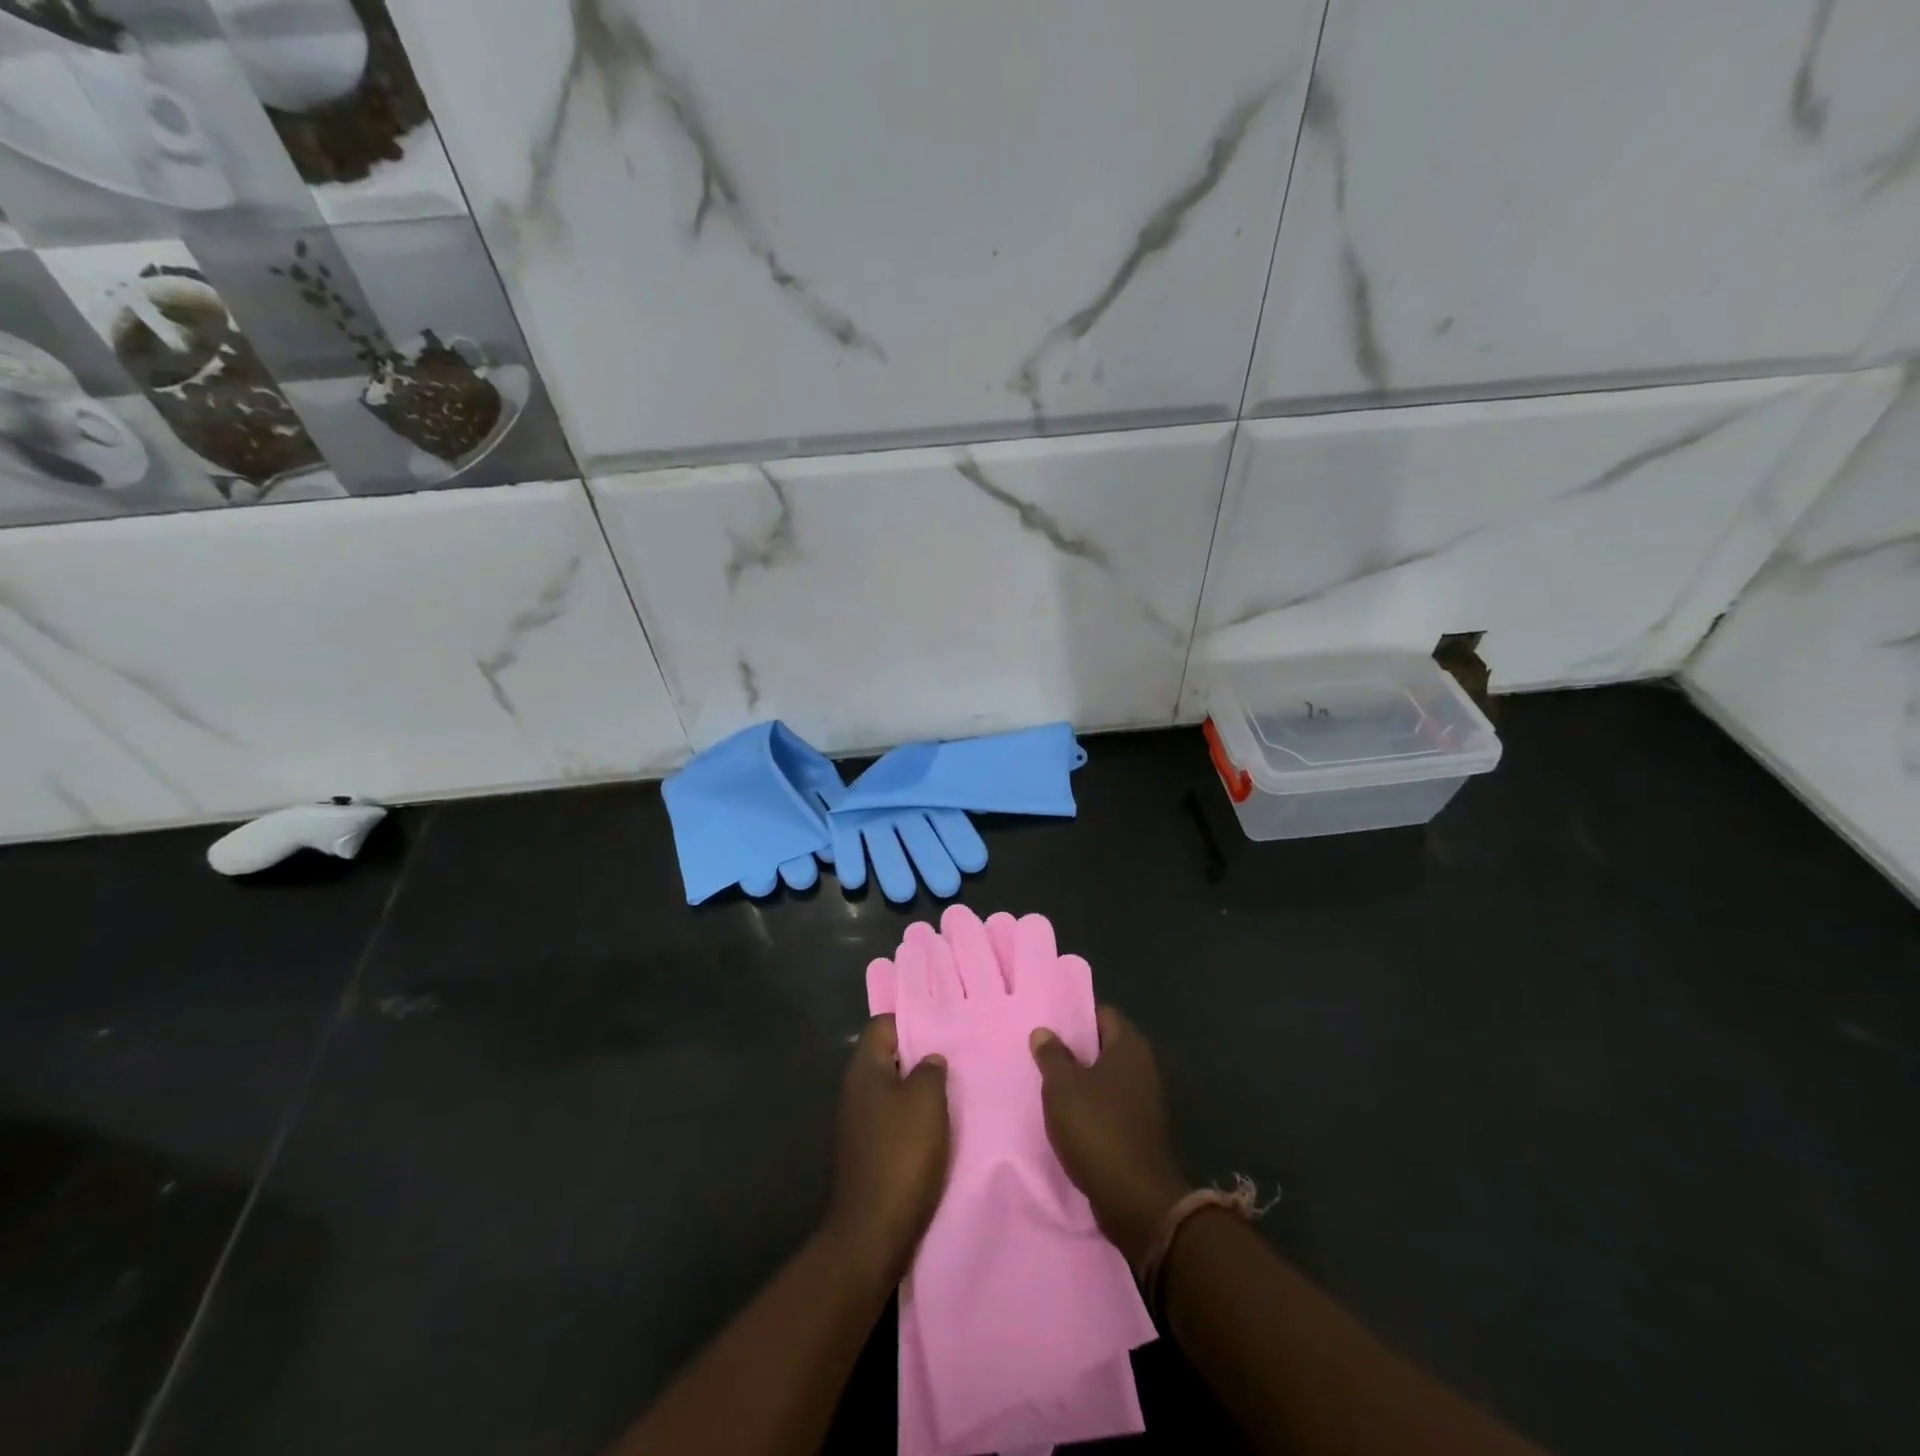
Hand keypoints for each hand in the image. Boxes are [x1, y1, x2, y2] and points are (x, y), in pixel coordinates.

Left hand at [823, 1015, 950, 1288]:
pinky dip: (911, 1118)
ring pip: (890, 1089)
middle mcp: (855, 1090)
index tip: (942, 1027)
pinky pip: (891, 1119)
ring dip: (917, 1089)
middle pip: (886, 1056)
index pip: (883, 1025)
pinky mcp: (866, 1152)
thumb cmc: (902, 1154)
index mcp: (864, 1070)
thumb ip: (931, 1070)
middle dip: (918, 1055)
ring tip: (951, 1090)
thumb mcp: (927, 1101)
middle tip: (953, 1056)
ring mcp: (857, 1123)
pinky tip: (936, 1127)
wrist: (873, 1232)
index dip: (911, 1021)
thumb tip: (929, 1060)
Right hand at [1030, 1006, 1190, 1268]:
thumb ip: (1052, 1055)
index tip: (1049, 1026)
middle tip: (1042, 1053)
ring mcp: (1144, 1101)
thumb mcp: (1062, 1087)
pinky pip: (1109, 1106)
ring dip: (1080, 1081)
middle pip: (1103, 1046)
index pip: (1103, 1014)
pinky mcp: (1139, 1131)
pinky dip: (1090, 1108)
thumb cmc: (1097, 1129)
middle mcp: (1142, 1067)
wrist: (1136, 1201)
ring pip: (1105, 1078)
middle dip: (1075, 1050)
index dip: (1076, 1017)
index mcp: (1129, 1047)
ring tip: (1047, 1085)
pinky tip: (1065, 1117)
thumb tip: (1044, 1032)